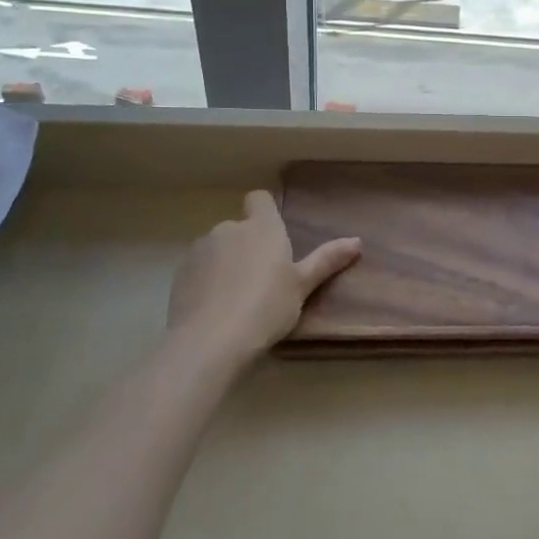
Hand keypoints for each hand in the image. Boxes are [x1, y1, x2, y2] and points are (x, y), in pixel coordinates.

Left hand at [167, 191, 360, 364]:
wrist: (210, 340)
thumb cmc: (267, 306)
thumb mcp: (302, 286)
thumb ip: (326, 260)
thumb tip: (357, 241)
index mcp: (262, 227)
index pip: (259, 199)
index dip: (265, 212)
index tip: (274, 236)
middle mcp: (229, 229)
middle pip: (239, 228)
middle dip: (247, 246)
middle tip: (262, 281)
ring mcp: (200, 250)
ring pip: (217, 249)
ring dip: (225, 264)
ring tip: (236, 300)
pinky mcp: (180, 274)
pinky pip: (198, 270)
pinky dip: (206, 282)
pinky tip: (214, 310)